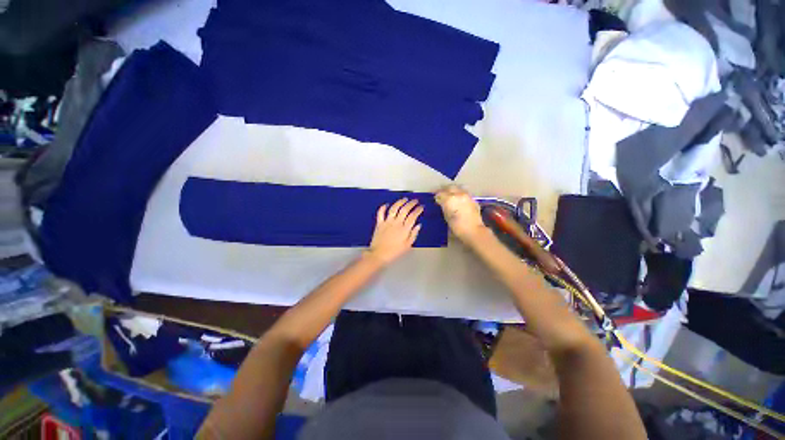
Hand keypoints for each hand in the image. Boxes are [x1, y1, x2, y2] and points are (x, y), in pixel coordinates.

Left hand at [366, 198, 423, 265]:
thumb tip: (418, 225)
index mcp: (404, 229)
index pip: (413, 216)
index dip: (418, 210)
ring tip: (404, 199)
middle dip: (411, 203)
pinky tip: (386, 204)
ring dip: (400, 202)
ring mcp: (387, 222)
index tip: (421, 207)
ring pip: (394, 208)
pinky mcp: (379, 223)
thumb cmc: (394, 252)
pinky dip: (383, 207)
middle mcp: (396, 223)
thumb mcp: (408, 245)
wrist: (379, 254)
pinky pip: (380, 213)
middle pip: (404, 209)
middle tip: (415, 200)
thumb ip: (413, 234)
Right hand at [435, 185, 486, 241]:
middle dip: (444, 190)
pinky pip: (464, 193)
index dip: (437, 196)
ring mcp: (467, 196)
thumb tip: (441, 202)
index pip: (440, 193)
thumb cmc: (457, 227)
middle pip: (449, 187)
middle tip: (441, 195)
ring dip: (453, 190)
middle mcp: (458, 194)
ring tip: (450, 195)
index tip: (435, 198)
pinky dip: (460, 194)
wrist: (473, 231)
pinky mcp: (473, 199)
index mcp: (450, 199)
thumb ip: (443, 206)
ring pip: (458, 188)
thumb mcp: (446, 216)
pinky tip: (458, 200)